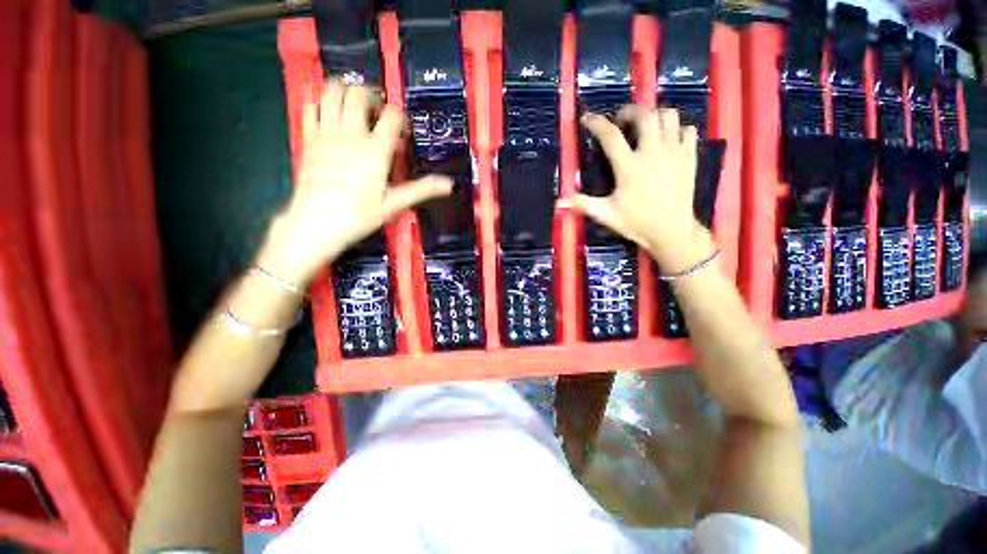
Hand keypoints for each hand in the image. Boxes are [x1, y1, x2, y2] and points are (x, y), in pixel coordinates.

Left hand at [256, 80, 452, 285]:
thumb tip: (449, 185)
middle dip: (372, 95)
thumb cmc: (358, 215)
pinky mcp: (309, 137)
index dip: (400, 117)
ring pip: (332, 92)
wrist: (315, 222)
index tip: (402, 130)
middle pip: (359, 93)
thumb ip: (421, 189)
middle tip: (379, 112)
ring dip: (346, 90)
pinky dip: (322, 102)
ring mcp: (326, 132)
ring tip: (356, 105)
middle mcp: (351, 133)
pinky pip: (312, 105)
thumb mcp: (394, 204)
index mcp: (375, 150)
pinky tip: (330, 113)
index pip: (392, 116)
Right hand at [561, 106, 713, 273]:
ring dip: (655, 116)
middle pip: (645, 115)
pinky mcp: (690, 157)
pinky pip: (688, 130)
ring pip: (669, 117)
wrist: (672, 231)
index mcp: (629, 167)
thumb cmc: (637, 223)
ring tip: (645, 126)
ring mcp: (674, 153)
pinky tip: (668, 140)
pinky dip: (678, 129)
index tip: (587, 118)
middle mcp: (652, 153)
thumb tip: (560, 201)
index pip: (610, 136)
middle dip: (630, 111)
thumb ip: (583, 204)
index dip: (597, 123)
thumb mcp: (606, 215)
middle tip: (621, 120)